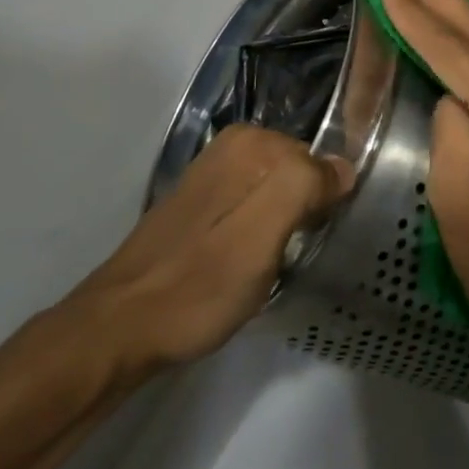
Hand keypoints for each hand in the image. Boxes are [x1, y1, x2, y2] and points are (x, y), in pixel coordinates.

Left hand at [67, 125, 348, 377]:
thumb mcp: (263, 233)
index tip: (310, 241)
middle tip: (288, 256)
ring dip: (283, 227)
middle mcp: (233, 146)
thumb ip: (305, 186)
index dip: (323, 204)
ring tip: (269, 264)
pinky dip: (262, 233)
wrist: (123, 326)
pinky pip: (255, 207)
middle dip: (305, 212)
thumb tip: (344, 168)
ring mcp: (215, 174)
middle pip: (300, 175)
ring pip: (279, 194)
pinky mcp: (203, 204)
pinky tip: (246, 263)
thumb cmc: (200, 282)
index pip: (321, 162)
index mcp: (251, 142)